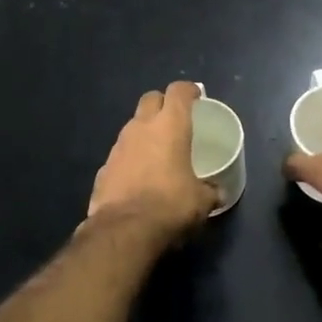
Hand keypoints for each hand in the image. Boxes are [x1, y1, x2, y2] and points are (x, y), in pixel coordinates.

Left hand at [87, 81, 219, 234]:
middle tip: (175, 120)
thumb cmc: (170, 205)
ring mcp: (118, 146)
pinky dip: (131, 158)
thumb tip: (217, 193)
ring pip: (133, 126)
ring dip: (145, 132)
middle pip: (151, 98)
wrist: (124, 230)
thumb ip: (210, 190)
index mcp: (169, 126)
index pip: (178, 91)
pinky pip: (121, 153)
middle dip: (163, 104)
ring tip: (158, 151)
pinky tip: (139, 177)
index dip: (189, 91)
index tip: (196, 97)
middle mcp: (141, 127)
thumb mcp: (201, 201)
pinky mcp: (103, 168)